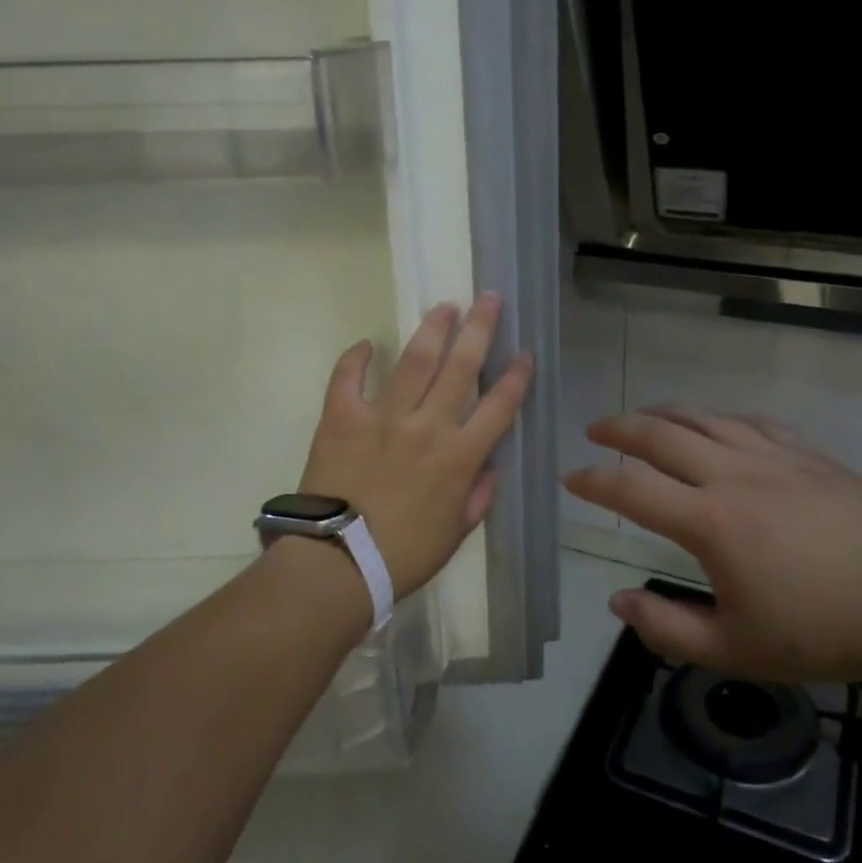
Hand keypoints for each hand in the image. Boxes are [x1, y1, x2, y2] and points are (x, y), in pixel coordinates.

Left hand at [299, 292, 532, 600]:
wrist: (337, 563)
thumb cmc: (403, 556)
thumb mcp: (455, 534)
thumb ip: (477, 498)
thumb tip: (488, 470)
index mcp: (460, 456)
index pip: (499, 405)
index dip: (516, 376)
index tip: (524, 353)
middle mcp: (428, 425)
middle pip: (461, 367)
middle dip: (480, 329)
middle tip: (488, 299)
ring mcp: (383, 416)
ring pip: (415, 361)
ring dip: (433, 330)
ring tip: (445, 307)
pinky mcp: (341, 417)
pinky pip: (348, 378)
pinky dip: (357, 358)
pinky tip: (368, 343)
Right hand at [564, 408, 861, 684]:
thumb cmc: (822, 632)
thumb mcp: (736, 650)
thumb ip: (667, 628)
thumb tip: (618, 601)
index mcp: (711, 522)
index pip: (633, 489)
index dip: (595, 482)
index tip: (572, 479)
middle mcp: (735, 475)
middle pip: (662, 435)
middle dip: (620, 428)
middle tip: (595, 430)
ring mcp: (775, 457)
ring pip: (705, 418)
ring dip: (664, 414)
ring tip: (641, 419)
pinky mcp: (808, 454)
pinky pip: (750, 421)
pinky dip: (718, 418)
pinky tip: (714, 424)